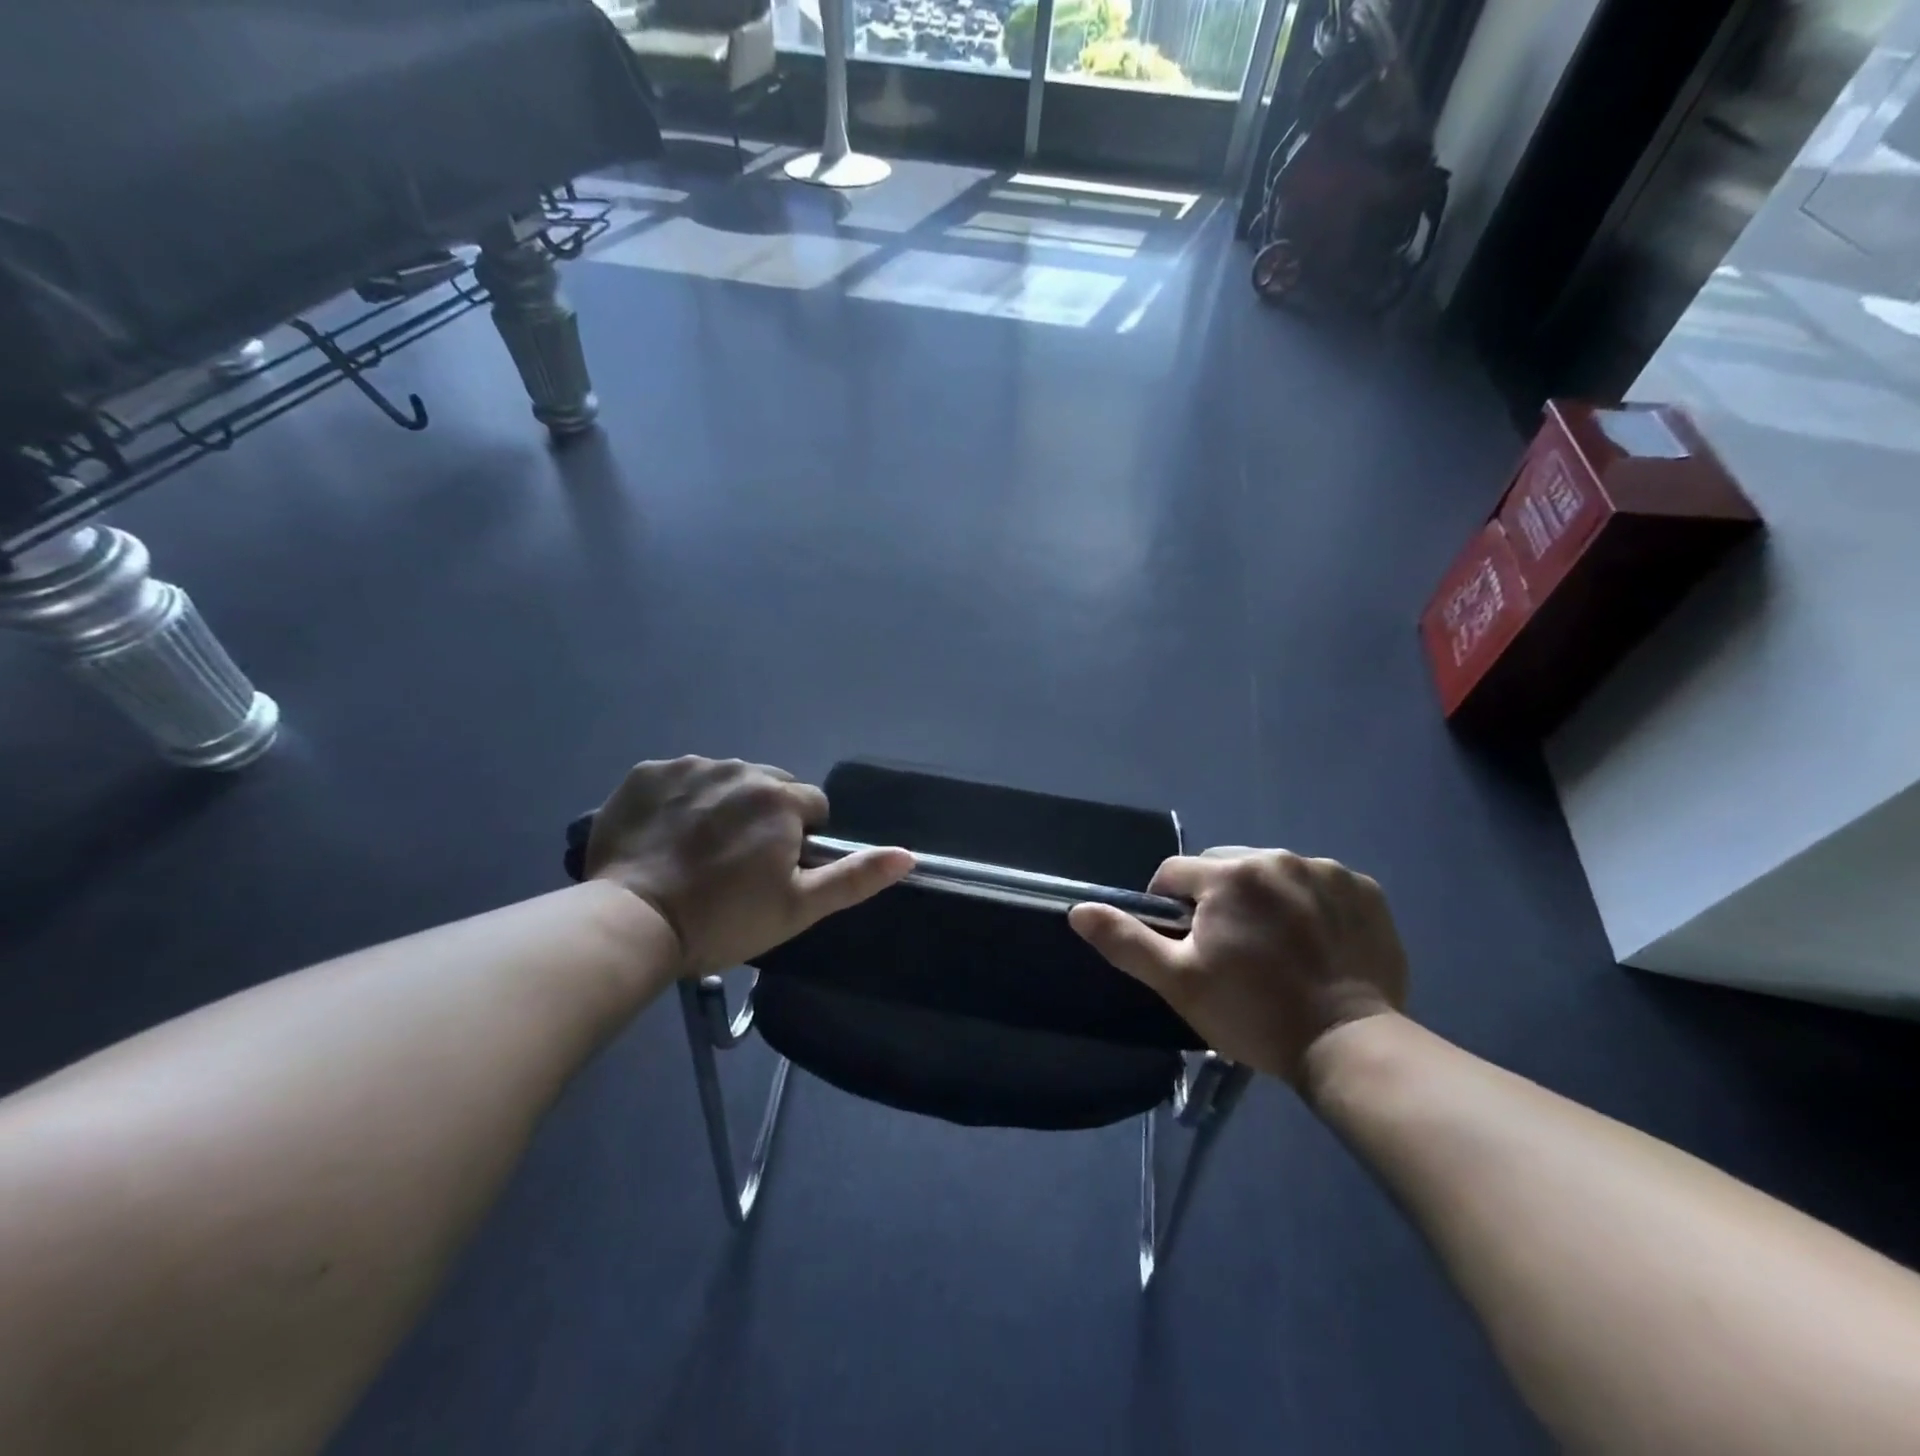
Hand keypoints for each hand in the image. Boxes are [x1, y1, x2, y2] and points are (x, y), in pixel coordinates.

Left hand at [583, 757, 912, 976]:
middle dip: (765, 815)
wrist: (633, 923)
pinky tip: (665, 836)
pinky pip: (679, 778)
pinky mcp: (646, 773)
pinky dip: (680, 799)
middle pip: (769, 786)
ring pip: (725, 779)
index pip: (812, 806)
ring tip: (698, 850)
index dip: (801, 839)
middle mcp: (739, 769)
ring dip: (723, 804)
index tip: (775, 871)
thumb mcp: (799, 907)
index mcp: (780, 798)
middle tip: (738, 862)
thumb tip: (908, 854)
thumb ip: (855, 877)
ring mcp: (689, 766)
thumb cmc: (724, 919)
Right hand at [1069, 847, 1407, 1084]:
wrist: (1351, 1046)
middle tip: (1229, 949)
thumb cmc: (1254, 1013)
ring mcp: (1326, 872)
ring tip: (1275, 948)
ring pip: (1272, 873)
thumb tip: (1078, 909)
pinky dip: (1310, 904)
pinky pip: (1319, 884)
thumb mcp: (1178, 981)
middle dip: (1216, 899)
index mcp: (1228, 875)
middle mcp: (1276, 858)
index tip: (1184, 944)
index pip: (1174, 874)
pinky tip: (1316, 943)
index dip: (1168, 907)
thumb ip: (1126, 940)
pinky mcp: (1364, 890)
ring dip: (1263, 898)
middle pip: (1224, 868)